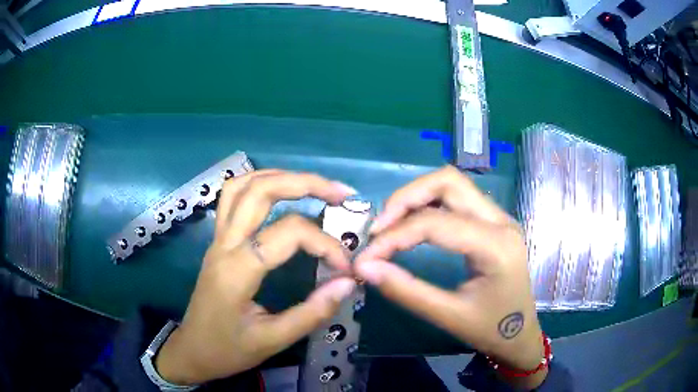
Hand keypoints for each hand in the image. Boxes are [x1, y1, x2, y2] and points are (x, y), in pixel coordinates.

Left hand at [155, 170, 358, 384]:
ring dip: (281, 177)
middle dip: (306, 183)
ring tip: (314, 186)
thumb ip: (311, 313)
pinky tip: (280, 193)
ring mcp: (217, 238)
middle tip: (341, 194)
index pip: (288, 234)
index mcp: (237, 270)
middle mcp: (224, 244)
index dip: (325, 244)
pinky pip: (233, 197)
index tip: (346, 268)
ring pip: (243, 185)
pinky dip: (259, 184)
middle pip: (261, 190)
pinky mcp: (217, 240)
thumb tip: (347, 283)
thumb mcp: (272, 341)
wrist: (192, 350)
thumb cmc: (228, 350)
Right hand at [355, 166, 546, 388]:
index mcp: (496, 246)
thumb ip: (405, 290)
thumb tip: (364, 267)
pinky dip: (429, 204)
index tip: (366, 256)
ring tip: (391, 225)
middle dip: (406, 198)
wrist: (520, 334)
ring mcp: (500, 217)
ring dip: (417, 197)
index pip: (436, 223)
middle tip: (380, 227)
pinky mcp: (493, 222)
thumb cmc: (490, 329)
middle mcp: (501, 221)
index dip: (394, 235)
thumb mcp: (448, 315)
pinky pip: (458, 198)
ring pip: (452, 184)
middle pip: (448, 181)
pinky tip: (414, 224)